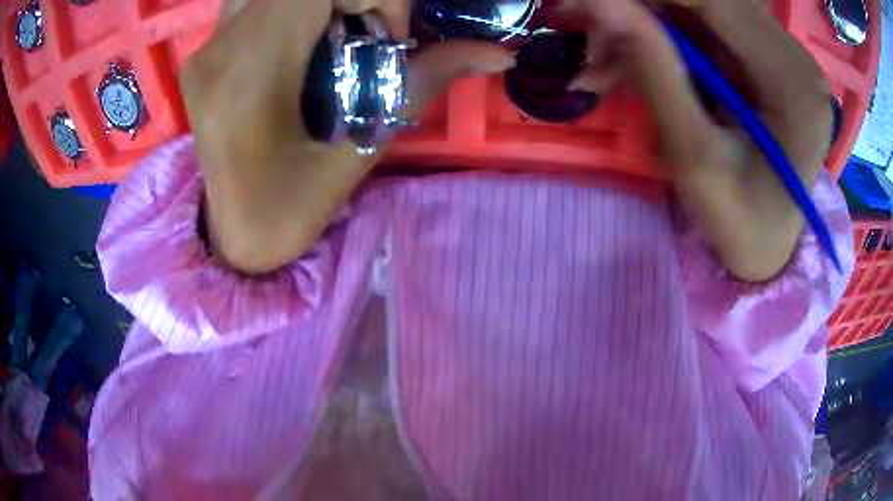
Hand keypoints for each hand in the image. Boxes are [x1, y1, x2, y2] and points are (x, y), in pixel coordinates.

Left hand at [181, 0, 514, 273]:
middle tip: (363, 34)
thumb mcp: (360, 148)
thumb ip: (425, 80)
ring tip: (330, 38)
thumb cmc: (288, 211)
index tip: (387, 38)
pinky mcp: (202, 54)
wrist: (229, 238)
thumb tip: (499, 52)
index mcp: (250, 72)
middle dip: (346, 0)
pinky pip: (251, 3)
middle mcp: (220, 48)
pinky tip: (301, 44)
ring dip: (316, 4)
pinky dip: (291, 9)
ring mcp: (205, 49)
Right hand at [563, 0, 832, 280]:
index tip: (587, 5)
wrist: (768, 249)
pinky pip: (706, 29)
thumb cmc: (739, 224)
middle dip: (643, 9)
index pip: (716, 1)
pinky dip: (664, 39)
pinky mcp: (765, 60)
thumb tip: (600, 3)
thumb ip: (653, 69)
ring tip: (603, 62)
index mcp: (793, 82)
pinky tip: (632, 64)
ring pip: (702, 10)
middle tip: (590, 36)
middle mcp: (794, 56)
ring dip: (647, 25)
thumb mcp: (694, 156)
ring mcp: (782, 55)